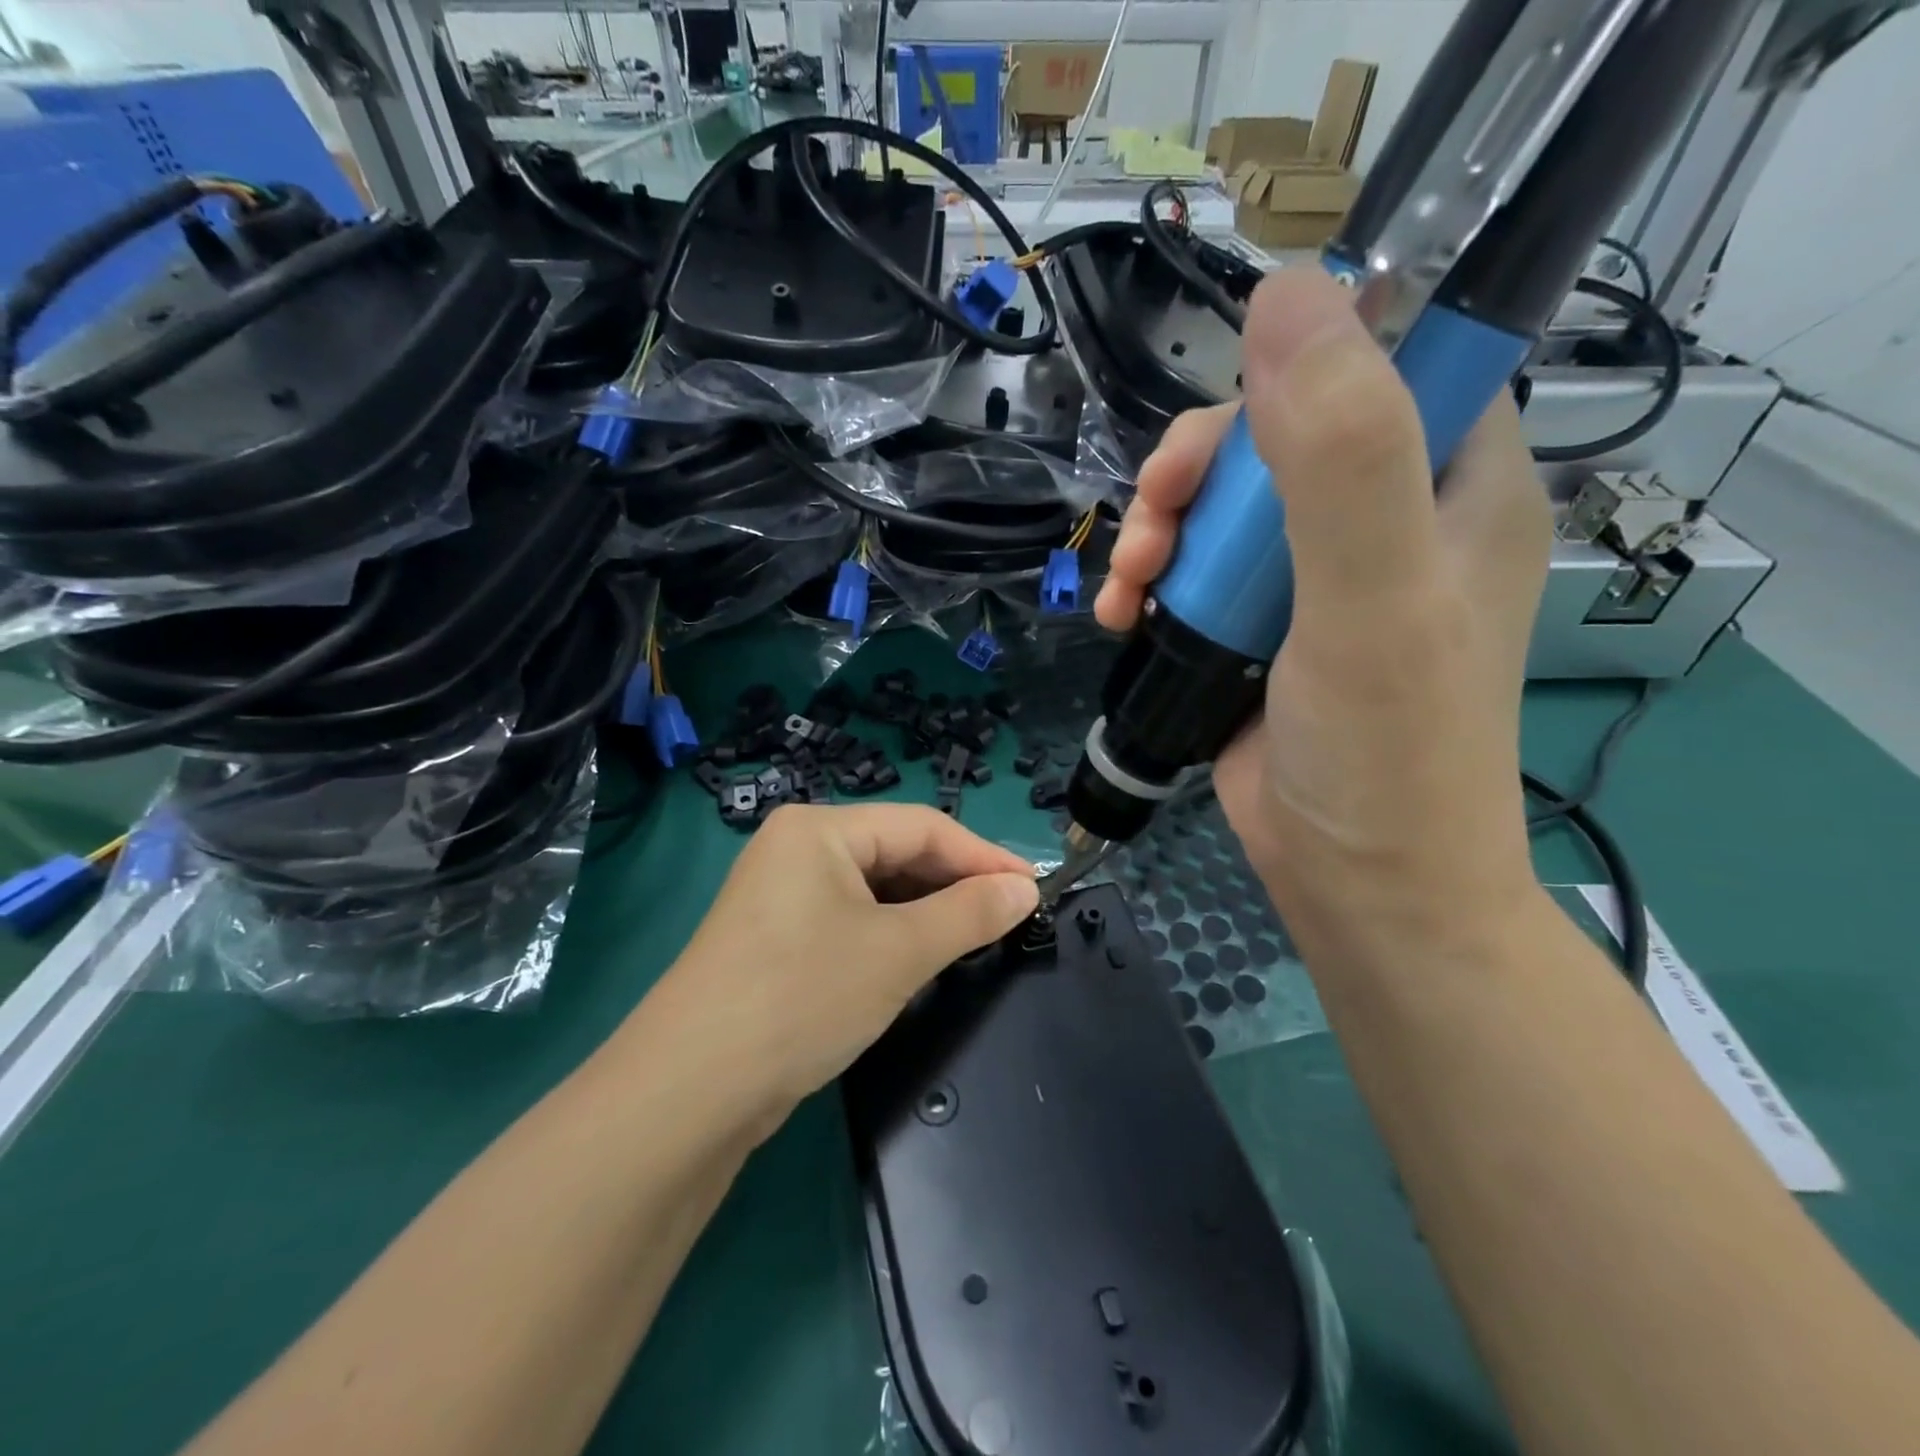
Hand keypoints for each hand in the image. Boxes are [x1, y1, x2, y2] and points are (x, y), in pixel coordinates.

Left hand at [646, 804, 1037, 1124]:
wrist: (689, 1092)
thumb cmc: (802, 997)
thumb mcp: (898, 953)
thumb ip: (969, 914)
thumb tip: (1025, 889)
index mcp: (820, 829)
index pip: (922, 827)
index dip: (984, 856)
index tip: (1035, 888)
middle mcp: (797, 849)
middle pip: (896, 853)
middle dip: (955, 884)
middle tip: (1010, 917)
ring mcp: (782, 894)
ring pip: (874, 890)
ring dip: (925, 912)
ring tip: (975, 939)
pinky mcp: (777, 938)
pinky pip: (850, 919)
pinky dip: (891, 934)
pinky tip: (919, 958)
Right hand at [1096, 269, 1552, 962]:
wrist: (1357, 885)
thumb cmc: (1385, 749)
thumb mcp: (1372, 598)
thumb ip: (1340, 453)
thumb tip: (1287, 291)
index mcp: (1454, 480)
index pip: (1384, 362)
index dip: (1301, 368)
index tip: (1229, 429)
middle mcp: (1387, 516)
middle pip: (1275, 434)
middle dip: (1197, 472)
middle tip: (1154, 521)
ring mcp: (1313, 576)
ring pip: (1220, 503)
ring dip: (1158, 530)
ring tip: (1128, 583)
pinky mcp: (1258, 626)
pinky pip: (1193, 568)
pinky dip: (1149, 580)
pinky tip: (1121, 613)